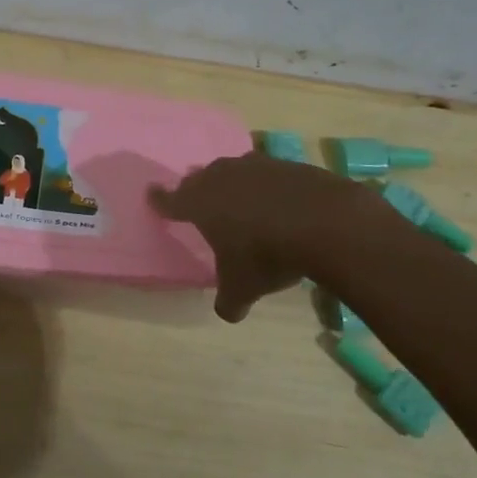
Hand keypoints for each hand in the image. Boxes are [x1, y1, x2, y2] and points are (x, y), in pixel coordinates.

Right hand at [149, 153, 397, 321]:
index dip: (160, 200)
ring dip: (232, 183)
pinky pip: (267, 173)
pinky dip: (266, 186)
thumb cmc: (267, 254)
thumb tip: (228, 313)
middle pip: (200, 178)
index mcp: (199, 203)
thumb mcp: (243, 287)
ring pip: (233, 170)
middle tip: (199, 201)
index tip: (152, 195)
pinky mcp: (286, 164)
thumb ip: (229, 300)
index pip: (170, 199)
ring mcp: (254, 166)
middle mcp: (221, 177)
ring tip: (239, 200)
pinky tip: (278, 202)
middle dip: (196, 189)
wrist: (324, 222)